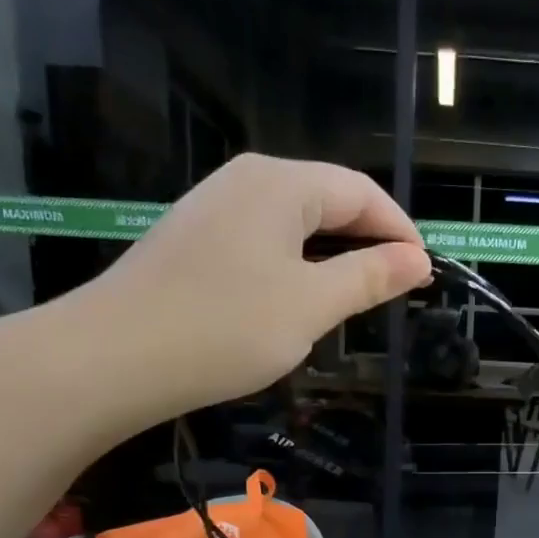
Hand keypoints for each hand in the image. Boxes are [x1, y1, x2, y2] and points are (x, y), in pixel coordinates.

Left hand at [70, 154, 430, 422]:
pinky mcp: (194, 239)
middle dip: (368, 242)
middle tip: (396, 290)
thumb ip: (369, 277)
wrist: (114, 357)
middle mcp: (246, 180)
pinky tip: (296, 301)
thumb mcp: (311, 306)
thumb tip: (418, 259)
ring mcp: (214, 208)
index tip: (425, 273)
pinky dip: (294, 265)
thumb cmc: (225, 328)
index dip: (400, 230)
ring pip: (294, 223)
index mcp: (281, 184)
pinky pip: (262, 240)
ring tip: (354, 299)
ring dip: (332, 256)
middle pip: (327, 200)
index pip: (361, 192)